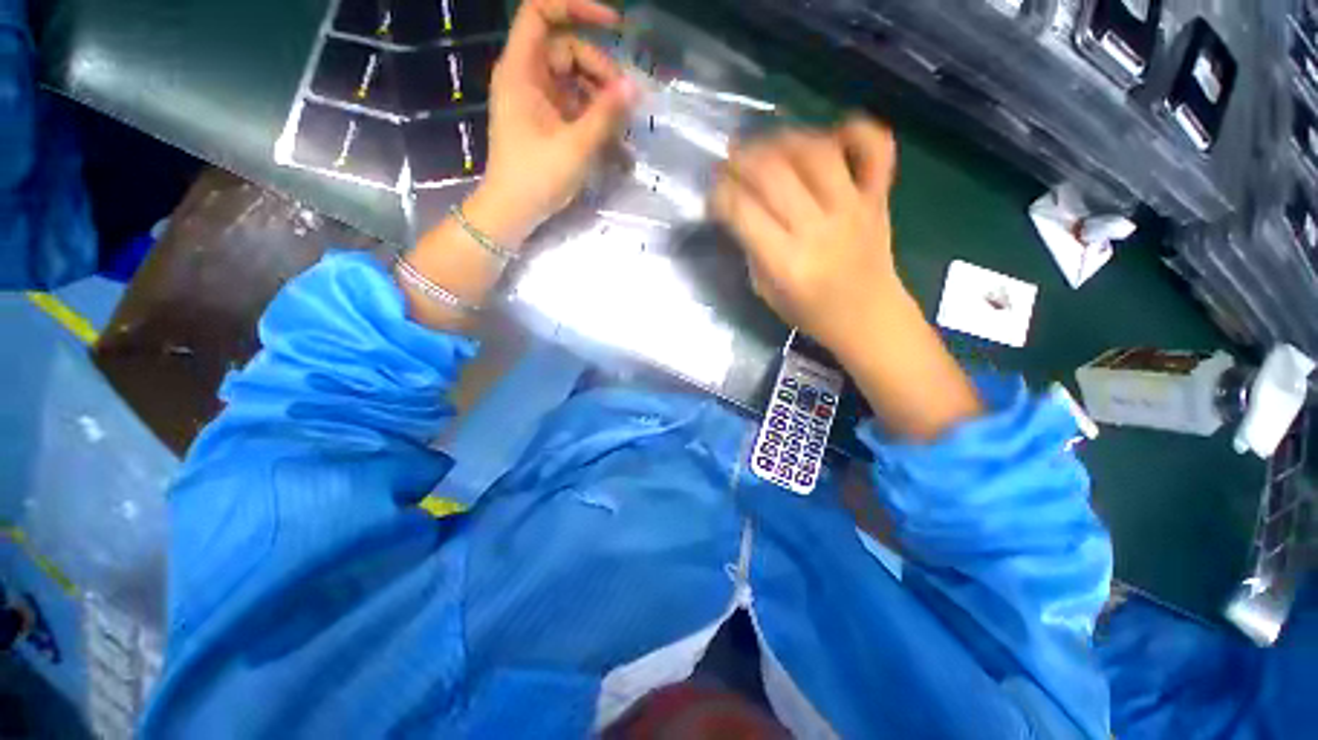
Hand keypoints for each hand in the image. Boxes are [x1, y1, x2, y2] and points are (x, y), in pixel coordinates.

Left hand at [472, 0, 637, 246]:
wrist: (513, 212)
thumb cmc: (537, 177)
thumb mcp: (576, 146)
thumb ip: (606, 115)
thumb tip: (634, 87)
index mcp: (522, 70)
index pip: (541, 12)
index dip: (575, 7)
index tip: (613, 23)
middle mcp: (527, 77)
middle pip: (568, 50)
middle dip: (600, 70)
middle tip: (625, 102)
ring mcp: (536, 101)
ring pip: (574, 80)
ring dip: (601, 98)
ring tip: (623, 128)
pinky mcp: (545, 122)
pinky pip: (573, 106)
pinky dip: (593, 117)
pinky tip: (614, 140)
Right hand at [711, 117, 902, 353]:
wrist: (868, 317)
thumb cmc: (811, 312)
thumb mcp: (766, 292)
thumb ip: (752, 250)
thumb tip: (738, 208)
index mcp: (787, 263)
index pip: (742, 211)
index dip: (719, 195)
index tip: (713, 195)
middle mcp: (819, 230)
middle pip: (773, 173)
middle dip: (741, 160)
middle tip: (729, 162)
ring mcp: (854, 208)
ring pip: (816, 151)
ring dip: (783, 140)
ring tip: (767, 146)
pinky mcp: (878, 197)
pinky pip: (875, 148)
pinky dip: (855, 129)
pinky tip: (830, 135)